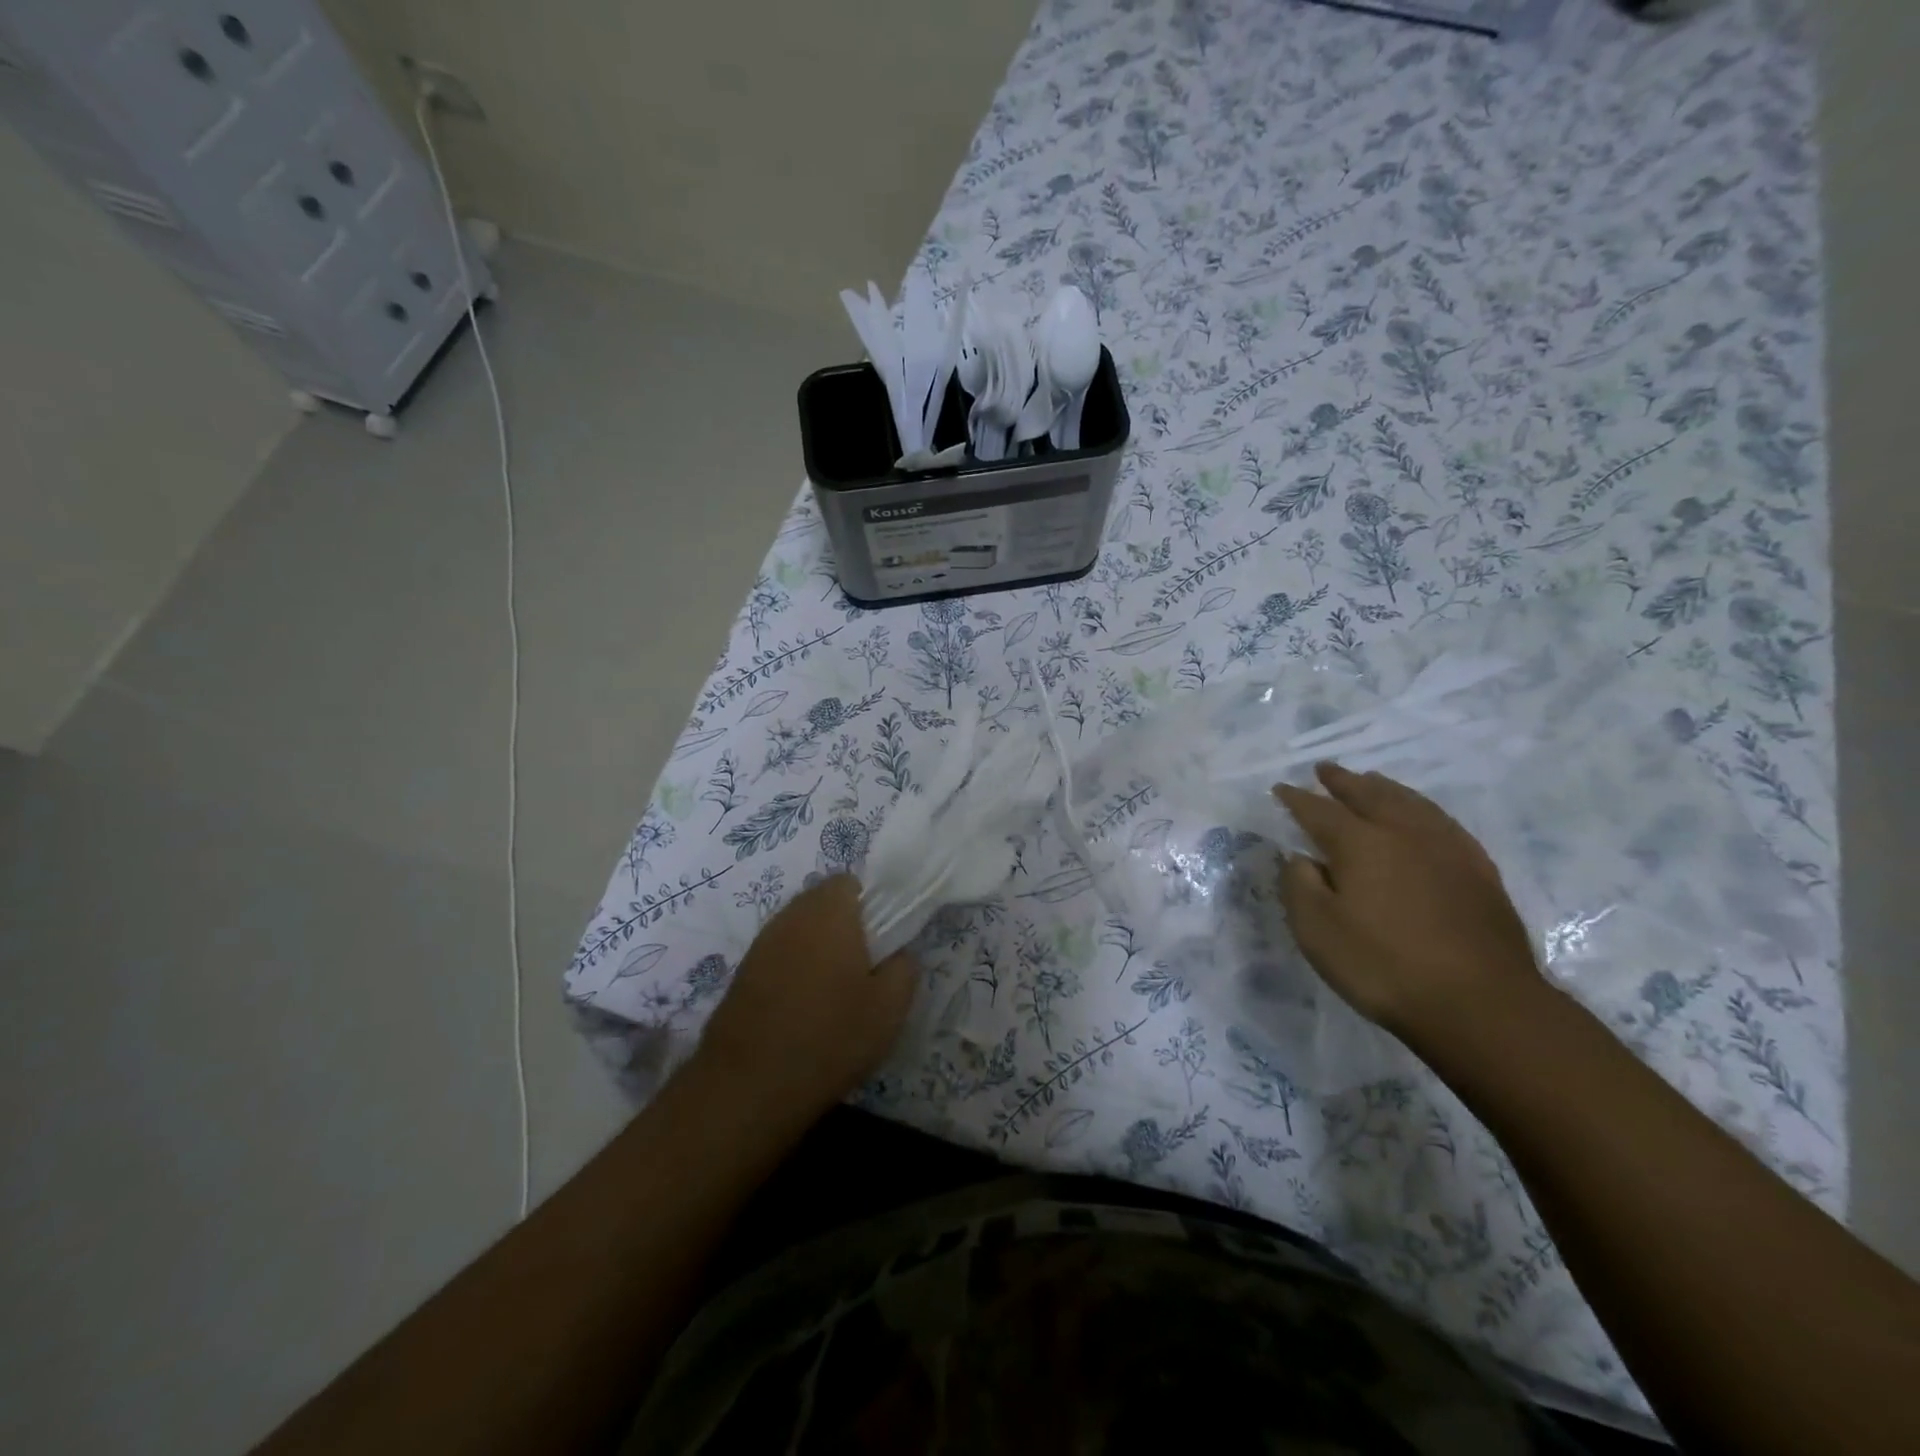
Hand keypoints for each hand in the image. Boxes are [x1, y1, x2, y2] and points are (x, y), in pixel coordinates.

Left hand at [694, 874, 916, 1118]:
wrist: (749, 1085)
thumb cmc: (830, 1036)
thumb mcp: (890, 1008)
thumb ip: (904, 967)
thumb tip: (899, 953)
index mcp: (829, 911)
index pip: (850, 882)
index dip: (869, 905)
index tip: (881, 940)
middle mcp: (791, 915)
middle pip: (822, 902)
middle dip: (843, 925)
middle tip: (862, 966)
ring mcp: (761, 943)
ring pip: (799, 929)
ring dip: (816, 947)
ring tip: (832, 991)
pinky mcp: (742, 972)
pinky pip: (778, 954)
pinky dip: (793, 969)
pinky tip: (802, 1008)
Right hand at [1275, 762, 1542, 1045]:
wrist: (1481, 1004)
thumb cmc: (1384, 966)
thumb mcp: (1317, 930)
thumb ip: (1299, 885)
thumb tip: (1300, 857)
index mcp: (1360, 844)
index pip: (1319, 811)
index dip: (1296, 799)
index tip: (1280, 789)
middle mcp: (1403, 833)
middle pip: (1368, 795)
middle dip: (1342, 781)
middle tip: (1325, 769)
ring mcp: (1447, 849)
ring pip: (1410, 803)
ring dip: (1383, 788)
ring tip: (1371, 780)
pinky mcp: (1479, 871)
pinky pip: (1443, 822)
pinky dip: (1421, 809)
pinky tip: (1422, 817)